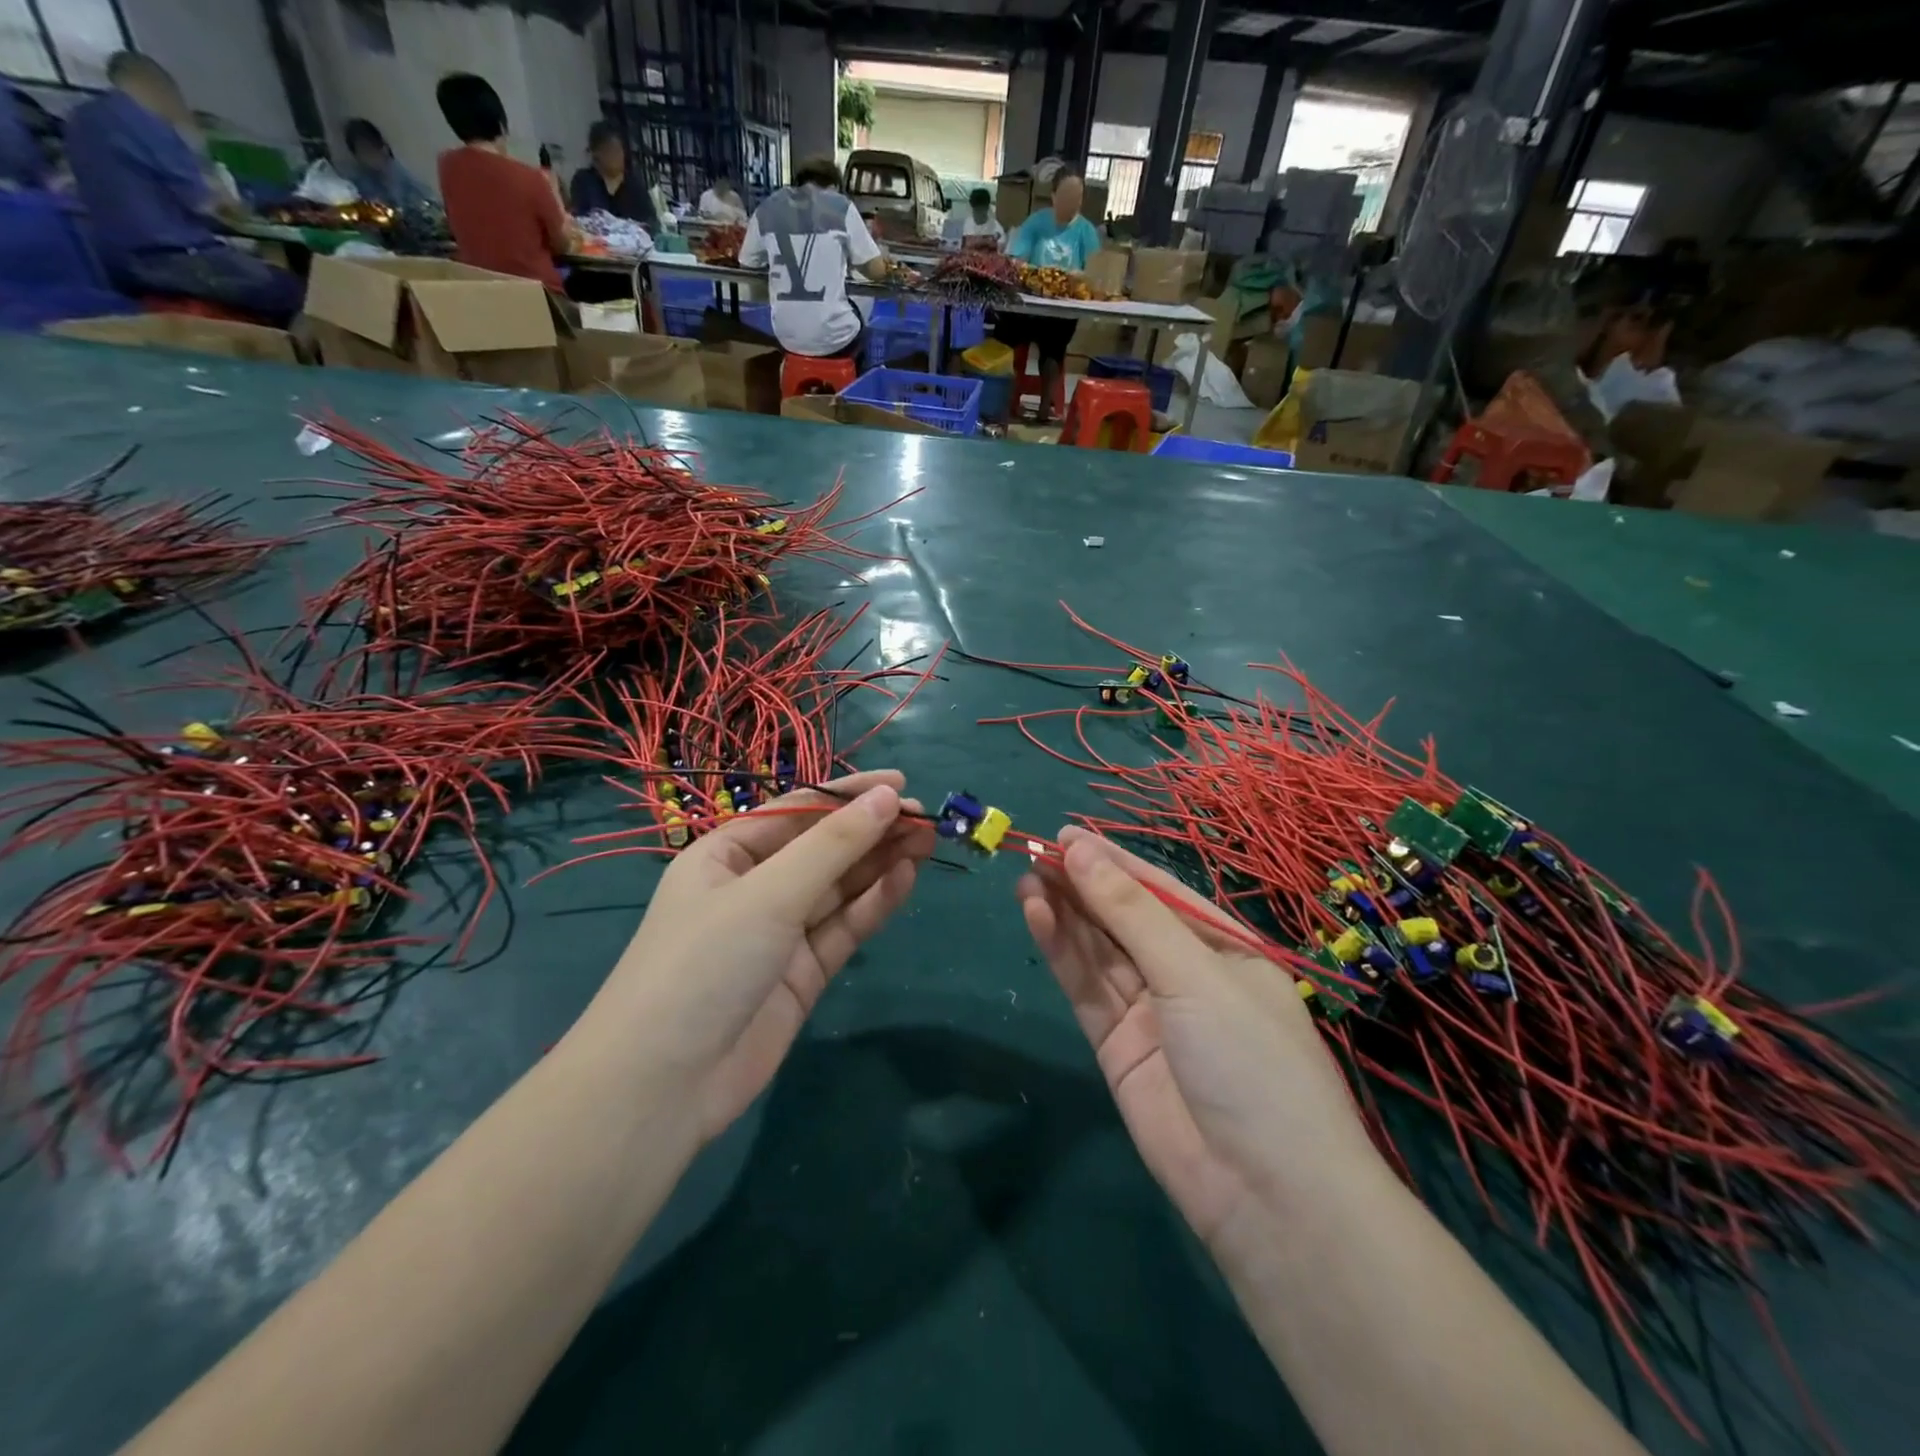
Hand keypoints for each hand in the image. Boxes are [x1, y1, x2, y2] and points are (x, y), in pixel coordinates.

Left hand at [587, 771, 933, 1144]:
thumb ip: (834, 845)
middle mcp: (754, 887)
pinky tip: (905, 878)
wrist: (664, 1087)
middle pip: (823, 848)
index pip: (797, 810)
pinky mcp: (802, 973)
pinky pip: (843, 927)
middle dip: (872, 830)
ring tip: (926, 841)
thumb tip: (887, 797)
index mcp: (727, 854)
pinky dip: (873, 903)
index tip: (901, 783)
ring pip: (839, 887)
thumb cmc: (705, 963)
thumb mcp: (769, 894)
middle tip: (925, 818)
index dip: (849, 794)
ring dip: (880, 863)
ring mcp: (779, 932)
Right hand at [1018, 828, 1377, 1247]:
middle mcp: (1185, 973)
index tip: (1065, 833)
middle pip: (1122, 917)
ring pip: (1098, 949)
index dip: (1112, 860)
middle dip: (1081, 884)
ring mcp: (1149, 1011)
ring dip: (1064, 913)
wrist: (1264, 1193)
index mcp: (1223, 947)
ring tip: (1025, 877)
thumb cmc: (1250, 1060)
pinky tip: (1036, 916)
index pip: (1159, 890)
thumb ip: (1131, 911)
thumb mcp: (1193, 973)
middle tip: (1033, 852)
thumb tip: (1081, 849)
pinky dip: (1061, 951)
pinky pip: (1085, 987)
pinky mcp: (1116, 1045)